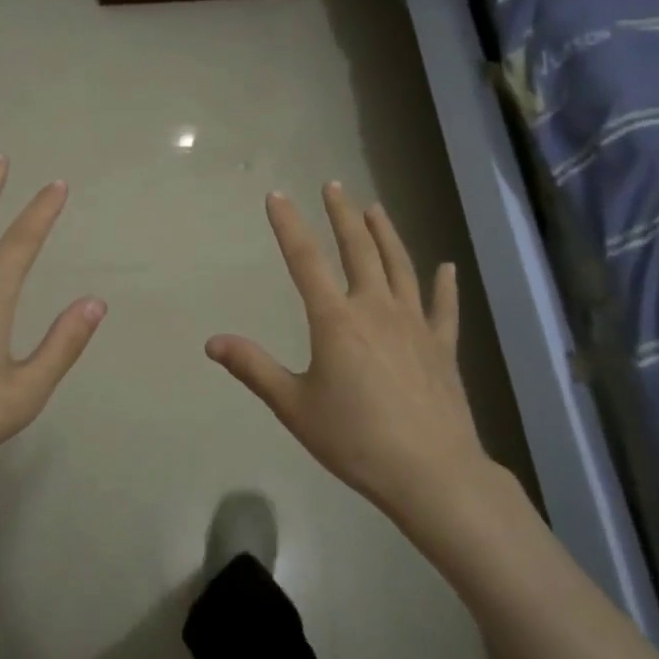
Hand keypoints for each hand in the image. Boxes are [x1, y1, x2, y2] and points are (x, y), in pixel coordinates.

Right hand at [206, 184, 489, 531]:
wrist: (431, 473)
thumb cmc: (355, 439)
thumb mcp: (293, 406)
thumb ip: (254, 368)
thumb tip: (212, 341)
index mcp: (336, 320)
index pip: (305, 260)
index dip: (289, 225)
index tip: (277, 196)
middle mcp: (376, 309)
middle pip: (358, 250)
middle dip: (342, 215)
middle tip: (334, 185)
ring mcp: (414, 324)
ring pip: (399, 266)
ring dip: (386, 234)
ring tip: (375, 208)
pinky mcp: (442, 346)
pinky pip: (443, 307)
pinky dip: (444, 284)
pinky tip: (446, 265)